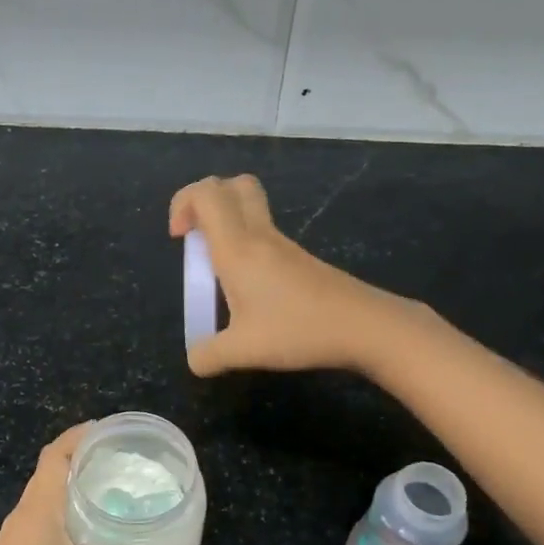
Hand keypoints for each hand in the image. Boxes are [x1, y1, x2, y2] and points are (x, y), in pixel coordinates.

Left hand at [0, 425, 186, 544]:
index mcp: (38, 508)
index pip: (53, 455)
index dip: (76, 436)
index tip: (104, 429)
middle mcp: (23, 512)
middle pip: (47, 469)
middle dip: (77, 456)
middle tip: (114, 457)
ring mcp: (13, 533)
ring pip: (41, 492)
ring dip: (66, 480)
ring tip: (102, 485)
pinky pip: (36, 512)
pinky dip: (58, 504)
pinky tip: (79, 525)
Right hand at [169, 174, 396, 376]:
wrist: (364, 326)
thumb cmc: (298, 329)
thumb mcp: (243, 351)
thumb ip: (209, 355)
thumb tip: (195, 359)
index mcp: (237, 248)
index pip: (206, 193)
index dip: (183, 202)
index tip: (179, 238)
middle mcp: (259, 236)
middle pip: (232, 185)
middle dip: (205, 201)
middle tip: (196, 237)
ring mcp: (283, 244)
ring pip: (250, 207)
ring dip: (226, 224)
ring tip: (218, 270)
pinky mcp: (299, 258)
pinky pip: (264, 233)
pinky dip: (246, 244)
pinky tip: (249, 286)